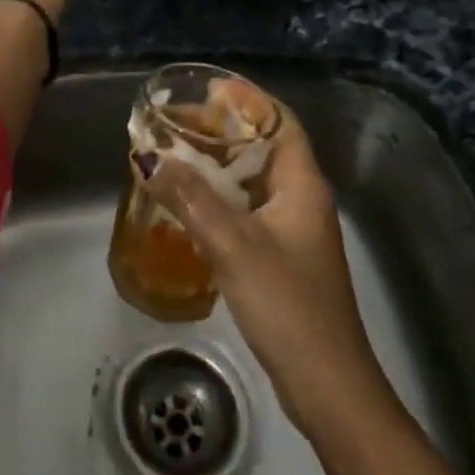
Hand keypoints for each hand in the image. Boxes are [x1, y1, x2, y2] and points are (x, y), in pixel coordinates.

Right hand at [140, 82, 388, 431]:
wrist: (327, 386)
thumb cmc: (287, 304)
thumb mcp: (233, 245)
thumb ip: (190, 198)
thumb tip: (147, 156)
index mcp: (302, 184)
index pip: (280, 121)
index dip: (248, 99)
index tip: (207, 88)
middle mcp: (302, 199)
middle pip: (264, 146)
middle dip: (224, 130)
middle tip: (178, 122)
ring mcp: (294, 230)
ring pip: (254, 180)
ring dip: (219, 164)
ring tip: (177, 154)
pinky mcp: (282, 257)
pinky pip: (248, 209)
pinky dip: (220, 197)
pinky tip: (190, 204)